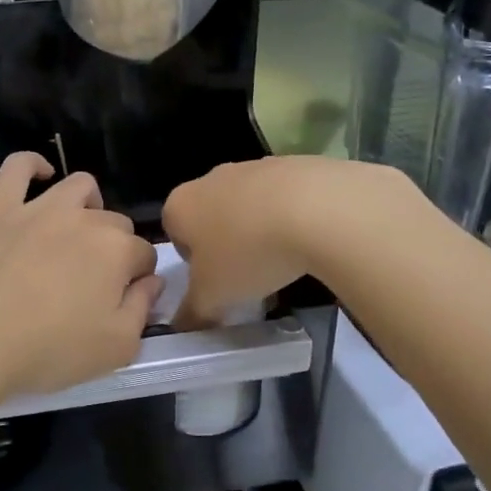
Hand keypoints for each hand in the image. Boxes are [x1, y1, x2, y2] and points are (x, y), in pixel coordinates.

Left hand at [0, 154, 160, 404]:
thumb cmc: (45, 351)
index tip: (121, 299)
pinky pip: (18, 167)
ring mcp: (37, 207)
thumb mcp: (115, 350)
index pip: (143, 255)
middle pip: (114, 222)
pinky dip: (34, 165)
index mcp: (116, 252)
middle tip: (91, 280)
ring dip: (87, 205)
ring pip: (78, 187)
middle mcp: (83, 219)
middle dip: (114, 246)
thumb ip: (141, 311)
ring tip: (75, 231)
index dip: (137, 277)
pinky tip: (40, 175)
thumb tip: (152, 281)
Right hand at [163, 157, 413, 325]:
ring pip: (247, 206)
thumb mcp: (214, 296)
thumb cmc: (248, 253)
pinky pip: (282, 197)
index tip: (218, 282)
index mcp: (180, 205)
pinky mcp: (290, 164)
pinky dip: (289, 216)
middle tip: (248, 275)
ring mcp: (251, 166)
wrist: (316, 209)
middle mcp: (210, 179)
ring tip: (282, 260)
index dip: (194, 264)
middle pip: (211, 218)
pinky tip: (307, 239)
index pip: (175, 236)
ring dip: (258, 231)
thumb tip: (182, 326)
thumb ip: (193, 312)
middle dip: (227, 245)